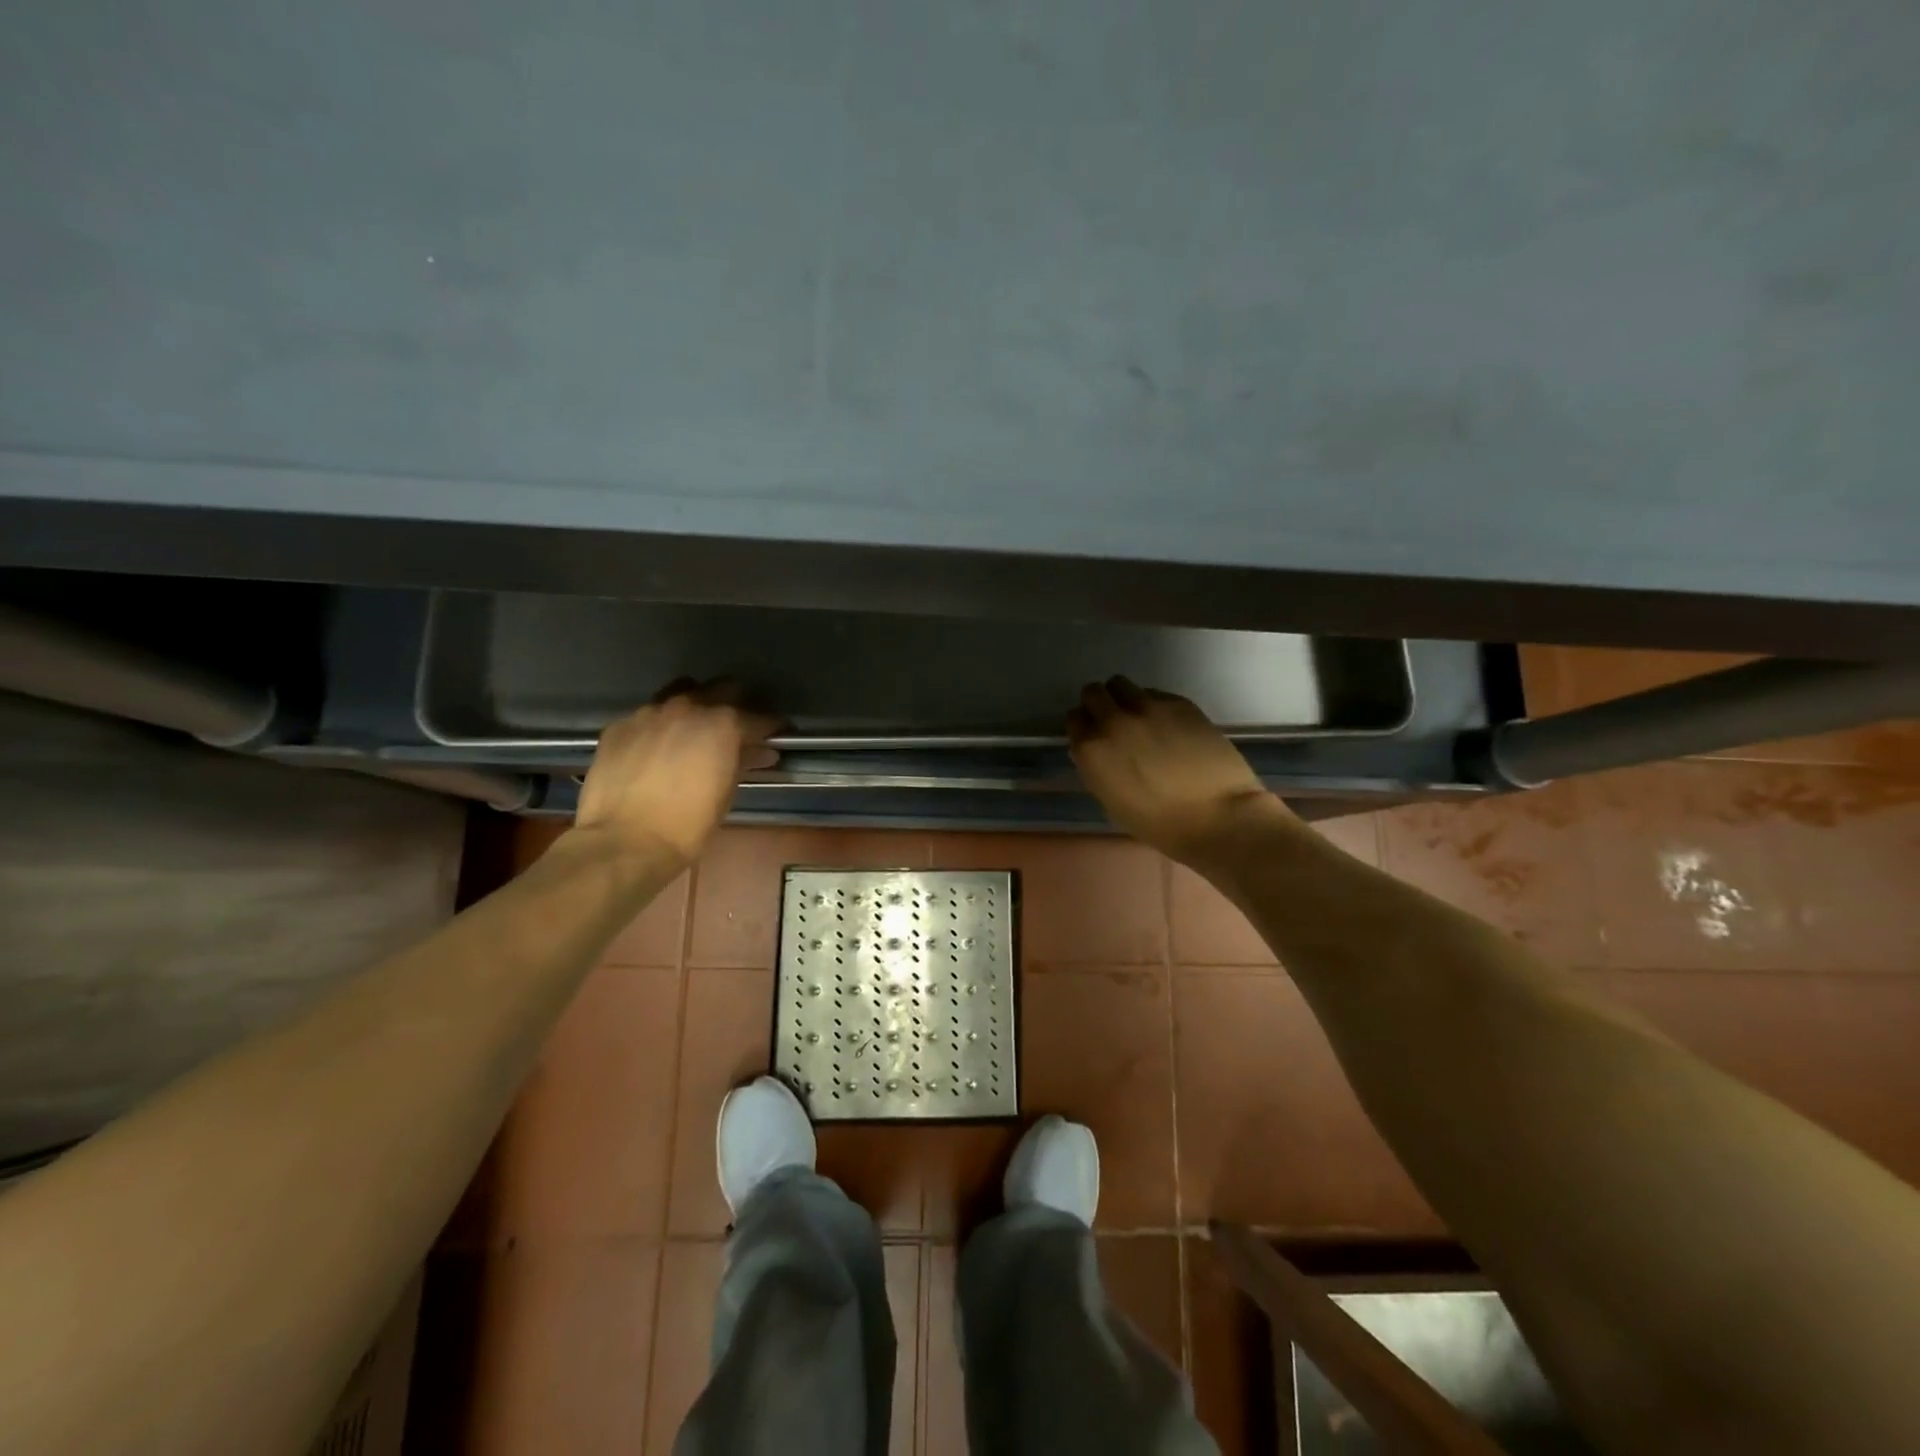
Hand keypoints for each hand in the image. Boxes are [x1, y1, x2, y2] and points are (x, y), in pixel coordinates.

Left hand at [574, 680, 778, 866]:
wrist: (625, 841)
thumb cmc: (688, 824)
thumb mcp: (727, 793)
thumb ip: (742, 762)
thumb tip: (758, 752)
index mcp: (723, 724)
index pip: (757, 717)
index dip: (770, 726)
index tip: (776, 734)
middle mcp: (688, 707)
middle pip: (720, 689)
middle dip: (734, 704)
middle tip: (736, 725)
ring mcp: (649, 713)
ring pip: (679, 692)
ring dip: (693, 706)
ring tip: (694, 727)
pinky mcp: (619, 726)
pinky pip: (646, 716)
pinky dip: (659, 726)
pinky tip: (656, 747)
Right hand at [1067, 676, 1288, 862]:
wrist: (1217, 816)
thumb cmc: (1160, 824)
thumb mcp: (1112, 801)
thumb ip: (1097, 768)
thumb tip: (1097, 751)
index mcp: (1092, 749)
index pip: (1074, 719)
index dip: (1085, 727)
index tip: (1095, 737)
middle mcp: (1114, 720)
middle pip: (1093, 692)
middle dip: (1099, 705)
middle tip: (1114, 723)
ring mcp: (1147, 707)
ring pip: (1121, 684)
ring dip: (1124, 698)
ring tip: (1140, 719)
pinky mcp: (1178, 703)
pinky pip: (1154, 693)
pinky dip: (1153, 704)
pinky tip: (1169, 726)